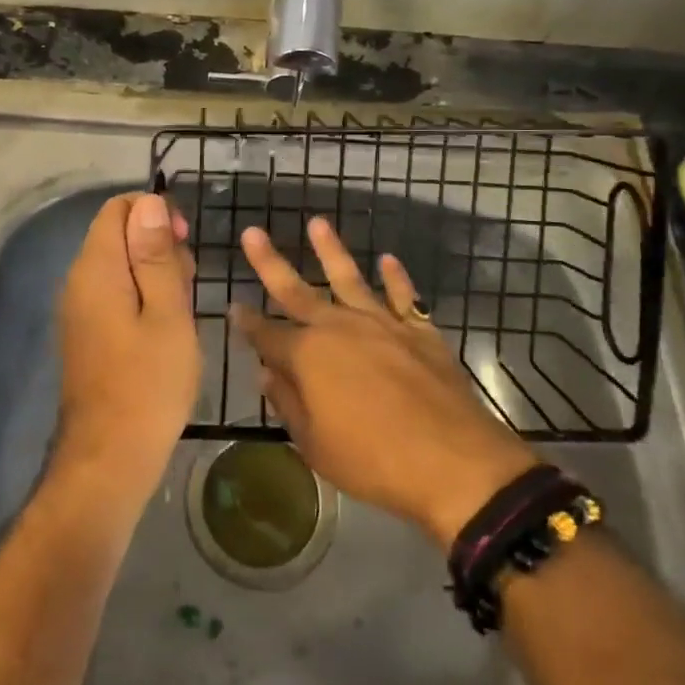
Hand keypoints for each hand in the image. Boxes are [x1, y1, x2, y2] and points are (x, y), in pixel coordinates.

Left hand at [54, 192, 200, 504]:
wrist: (109, 460)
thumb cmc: (149, 383)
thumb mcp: (167, 312)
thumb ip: (155, 254)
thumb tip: (149, 201)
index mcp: (96, 268)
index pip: (118, 208)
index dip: (155, 213)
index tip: (184, 244)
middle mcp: (79, 280)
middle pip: (118, 234)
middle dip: (158, 245)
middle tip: (189, 285)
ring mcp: (79, 309)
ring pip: (119, 265)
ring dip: (154, 274)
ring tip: (182, 312)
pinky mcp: (86, 333)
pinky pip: (114, 293)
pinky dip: (142, 297)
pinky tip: (165, 330)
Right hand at [234, 216, 538, 547]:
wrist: (451, 460)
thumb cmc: (373, 461)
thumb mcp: (315, 446)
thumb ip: (289, 404)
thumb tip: (267, 372)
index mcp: (307, 357)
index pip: (267, 334)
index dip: (247, 322)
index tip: (233, 306)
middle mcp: (338, 327)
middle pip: (296, 290)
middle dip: (270, 262)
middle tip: (252, 233)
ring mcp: (381, 323)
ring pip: (348, 277)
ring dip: (331, 250)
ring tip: (317, 223)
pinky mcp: (418, 329)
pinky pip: (404, 295)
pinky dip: (396, 277)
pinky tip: (388, 260)